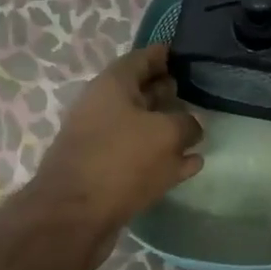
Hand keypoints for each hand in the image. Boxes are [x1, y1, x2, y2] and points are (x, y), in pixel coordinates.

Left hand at [28, 46, 203, 248]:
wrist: (73, 216)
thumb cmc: (120, 160)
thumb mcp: (166, 134)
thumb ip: (187, 124)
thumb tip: (192, 126)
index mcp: (113, 85)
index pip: (143, 58)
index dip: (165, 54)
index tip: (187, 53)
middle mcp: (103, 108)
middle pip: (141, 92)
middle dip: (166, 91)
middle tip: (195, 91)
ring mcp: (102, 142)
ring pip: (141, 127)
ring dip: (167, 127)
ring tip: (198, 130)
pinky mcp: (105, 173)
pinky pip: (140, 158)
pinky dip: (163, 159)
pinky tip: (190, 165)